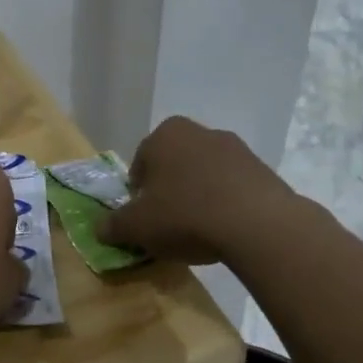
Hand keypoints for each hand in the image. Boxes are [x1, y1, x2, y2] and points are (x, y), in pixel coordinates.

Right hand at [98, 117, 297, 265]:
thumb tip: (100, 228)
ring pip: (204, 174)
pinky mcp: (262, 169)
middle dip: (169, 191)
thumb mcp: (137, 227)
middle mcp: (200, 131)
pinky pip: (233, 187)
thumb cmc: (185, 215)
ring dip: (198, 196)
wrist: (257, 224)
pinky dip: (225, 204)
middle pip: (174, 165)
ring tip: (199, 231)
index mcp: (164, 135)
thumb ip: (113, 226)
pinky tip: (225, 230)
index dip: (138, 194)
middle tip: (168, 224)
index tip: (143, 218)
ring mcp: (236, 148)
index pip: (140, 163)